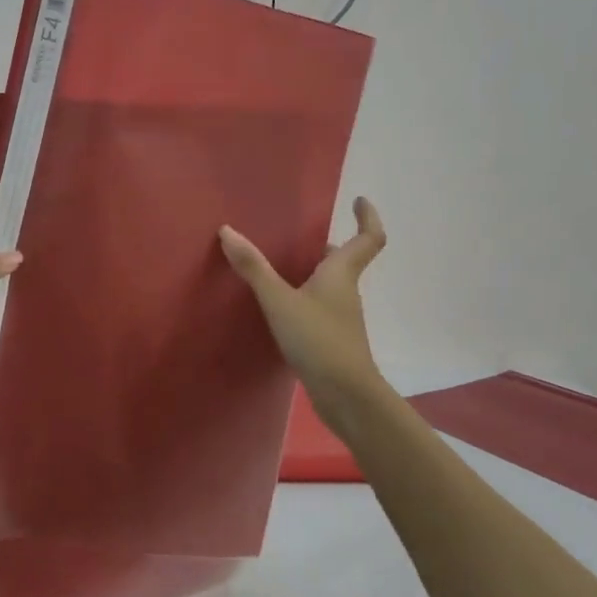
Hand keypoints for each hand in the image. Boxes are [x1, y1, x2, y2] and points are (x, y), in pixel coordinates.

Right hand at [219, 197, 386, 422]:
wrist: (346, 396)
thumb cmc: (319, 340)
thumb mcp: (279, 301)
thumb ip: (254, 268)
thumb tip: (228, 231)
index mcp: (341, 274)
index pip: (368, 238)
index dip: (367, 217)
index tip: (359, 200)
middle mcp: (345, 292)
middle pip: (344, 261)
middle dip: (327, 246)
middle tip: (300, 235)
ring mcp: (340, 318)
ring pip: (329, 285)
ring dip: (312, 272)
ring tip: (280, 266)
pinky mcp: (331, 340)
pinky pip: (318, 307)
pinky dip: (303, 298)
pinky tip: (279, 307)